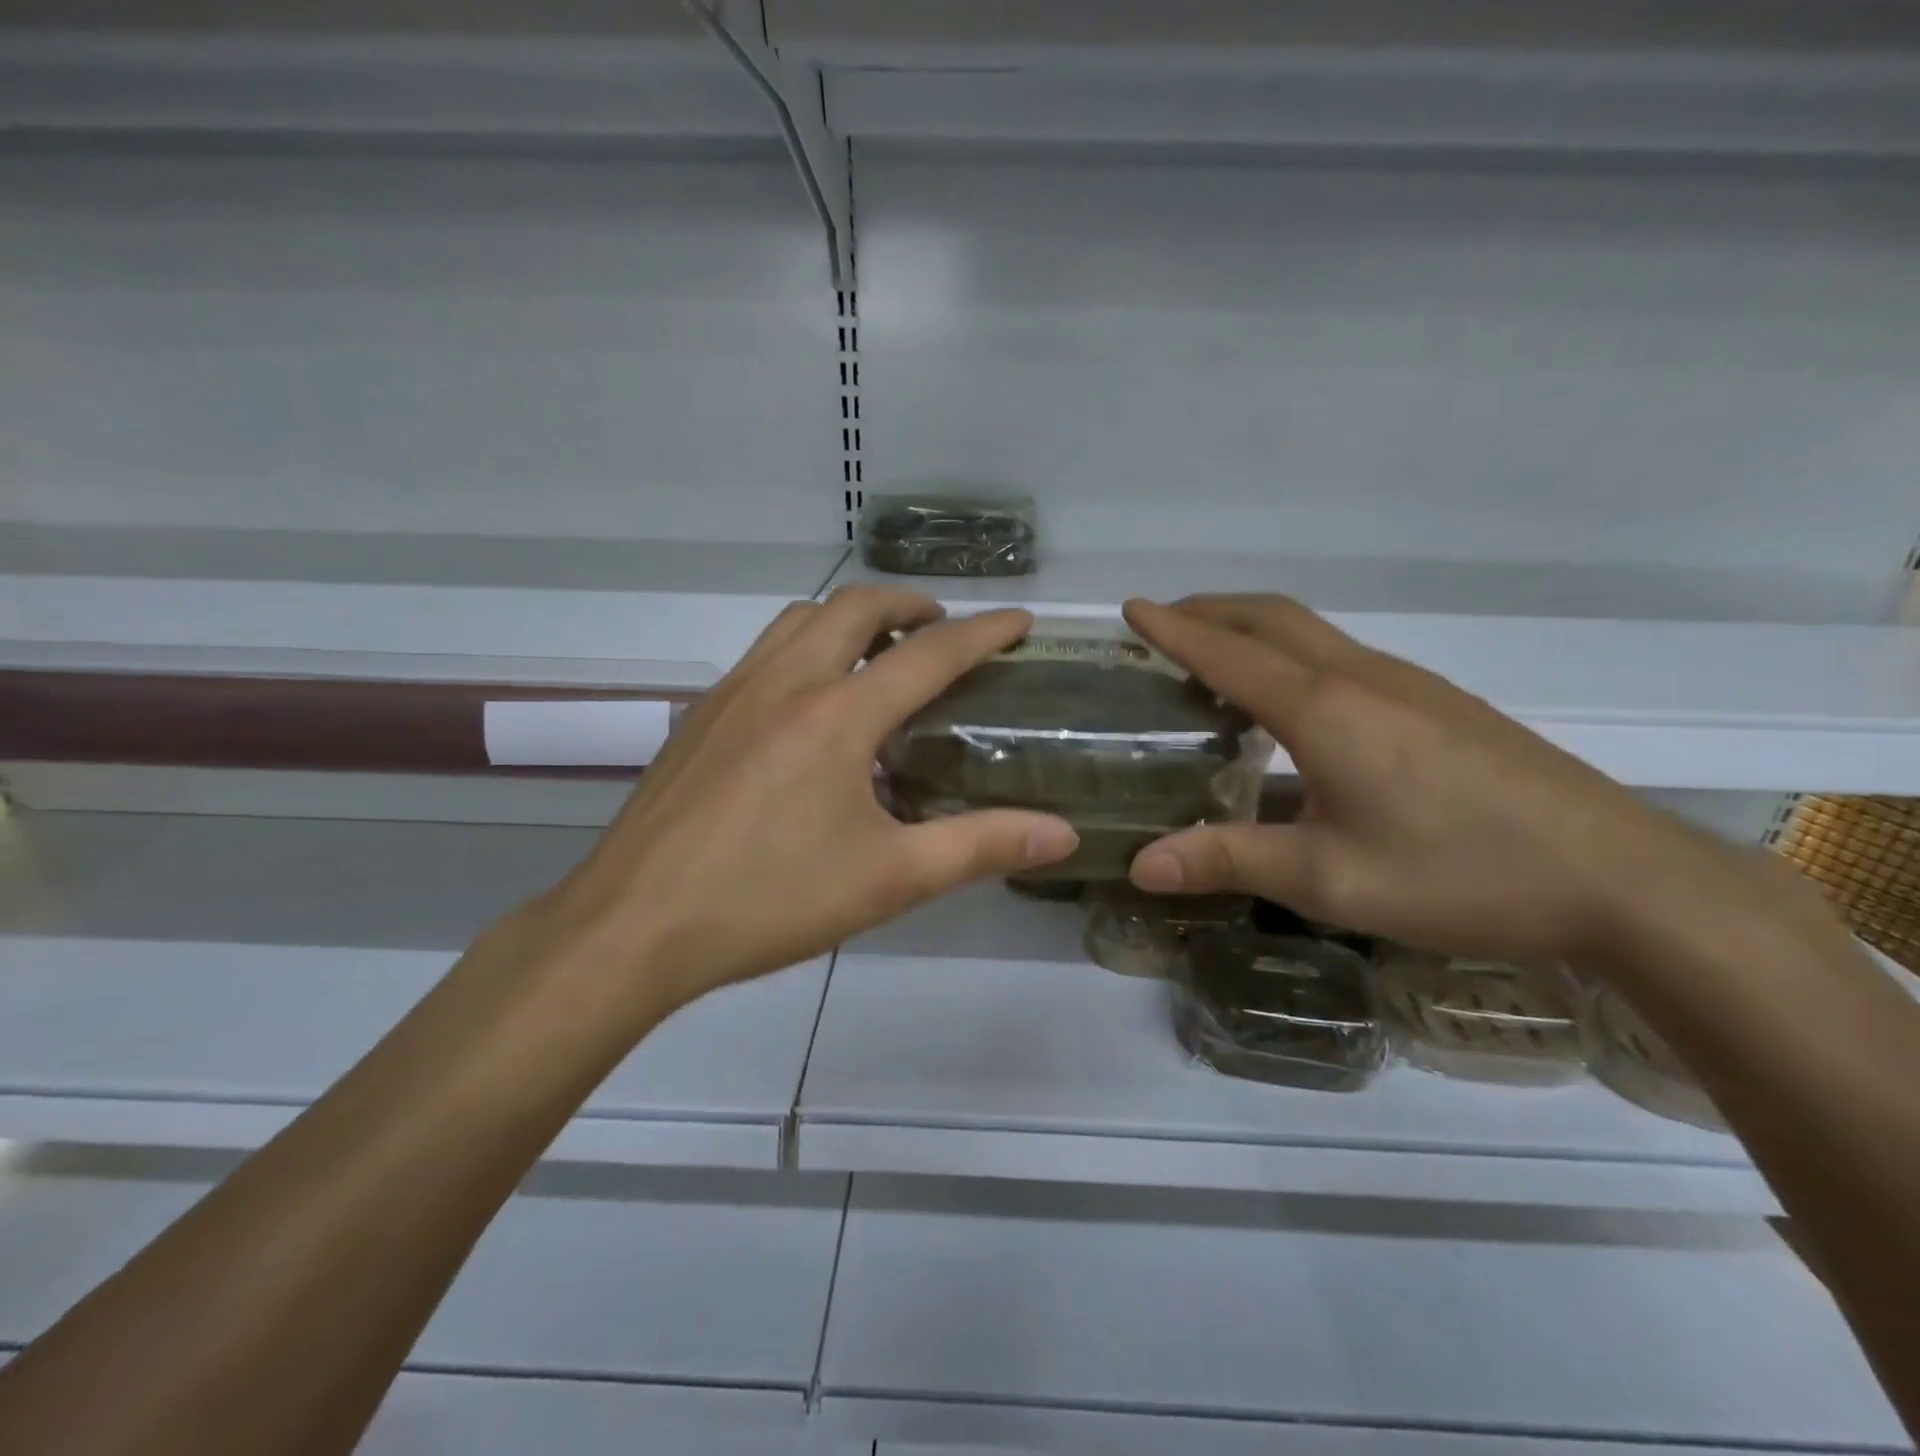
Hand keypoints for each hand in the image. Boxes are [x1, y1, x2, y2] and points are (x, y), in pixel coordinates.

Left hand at [513, 588, 1077, 1020]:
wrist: (632, 926)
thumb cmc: (769, 900)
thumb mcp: (889, 879)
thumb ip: (981, 847)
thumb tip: (1061, 834)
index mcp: (838, 714)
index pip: (929, 654)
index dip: (983, 633)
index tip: (1020, 623)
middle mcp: (785, 682)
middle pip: (854, 607)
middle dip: (909, 605)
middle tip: (942, 631)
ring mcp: (732, 693)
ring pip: (799, 619)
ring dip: (849, 617)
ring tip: (879, 652)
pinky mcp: (698, 717)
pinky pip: (763, 653)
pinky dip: (805, 646)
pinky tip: (809, 703)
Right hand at [1123, 595, 1826, 969]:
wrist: (1619, 877)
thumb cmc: (1460, 874)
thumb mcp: (1329, 879)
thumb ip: (1229, 861)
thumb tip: (1139, 865)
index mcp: (1324, 710)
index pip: (1228, 654)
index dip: (1173, 629)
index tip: (1131, 608)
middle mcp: (1361, 678)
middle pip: (1272, 618)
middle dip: (1210, 610)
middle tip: (1164, 621)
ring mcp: (1408, 684)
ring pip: (1311, 631)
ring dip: (1252, 627)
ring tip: (1215, 653)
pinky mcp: (1439, 702)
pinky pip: (1343, 654)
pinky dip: (1292, 651)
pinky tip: (1294, 699)